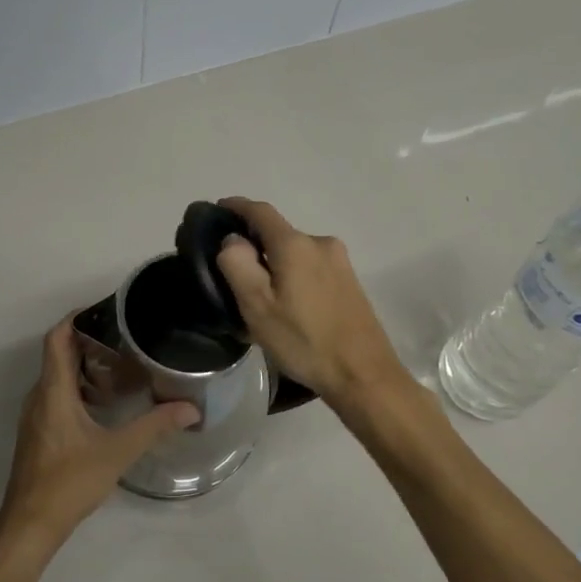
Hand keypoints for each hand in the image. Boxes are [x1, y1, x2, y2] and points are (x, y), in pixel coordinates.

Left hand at [0, 317, 198, 560]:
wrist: (30, 524)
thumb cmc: (70, 481)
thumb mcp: (118, 451)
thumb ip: (154, 426)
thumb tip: (190, 409)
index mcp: (53, 391)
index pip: (56, 338)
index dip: (76, 318)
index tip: (104, 310)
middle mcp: (39, 396)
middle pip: (57, 354)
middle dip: (87, 341)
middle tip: (123, 338)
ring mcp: (35, 416)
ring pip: (56, 377)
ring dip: (83, 366)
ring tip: (119, 366)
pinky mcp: (37, 432)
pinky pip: (55, 396)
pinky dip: (77, 388)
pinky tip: (103, 403)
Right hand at [215, 197, 405, 410]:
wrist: (363, 374)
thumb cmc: (304, 340)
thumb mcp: (257, 306)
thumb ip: (237, 264)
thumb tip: (233, 239)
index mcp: (295, 244)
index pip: (260, 211)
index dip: (236, 206)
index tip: (216, 210)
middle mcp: (321, 243)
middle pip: (278, 233)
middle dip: (254, 243)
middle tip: (231, 269)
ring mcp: (340, 262)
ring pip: (295, 253)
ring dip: (274, 263)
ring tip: (257, 292)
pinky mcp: (350, 281)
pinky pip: (311, 267)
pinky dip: (292, 275)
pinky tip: (286, 303)